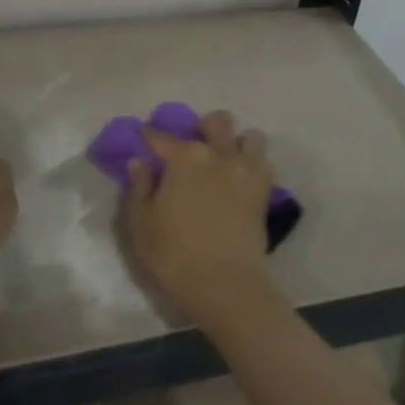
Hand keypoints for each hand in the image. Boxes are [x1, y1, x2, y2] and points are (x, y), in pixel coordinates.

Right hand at [122, 110, 273, 314]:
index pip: (160, 136)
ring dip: (236, 142)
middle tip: (191, 147)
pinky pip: (264, 162)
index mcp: (184, 158)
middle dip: (202, 128)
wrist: (224, 283)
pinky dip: (253, 163)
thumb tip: (140, 162)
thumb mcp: (141, 224)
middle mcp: (218, 154)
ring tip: (224, 160)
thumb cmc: (173, 254)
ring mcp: (246, 170)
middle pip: (215, 122)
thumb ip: (139, 188)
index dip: (149, 136)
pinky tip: (240, 179)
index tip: (143, 139)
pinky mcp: (264, 190)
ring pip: (249, 136)